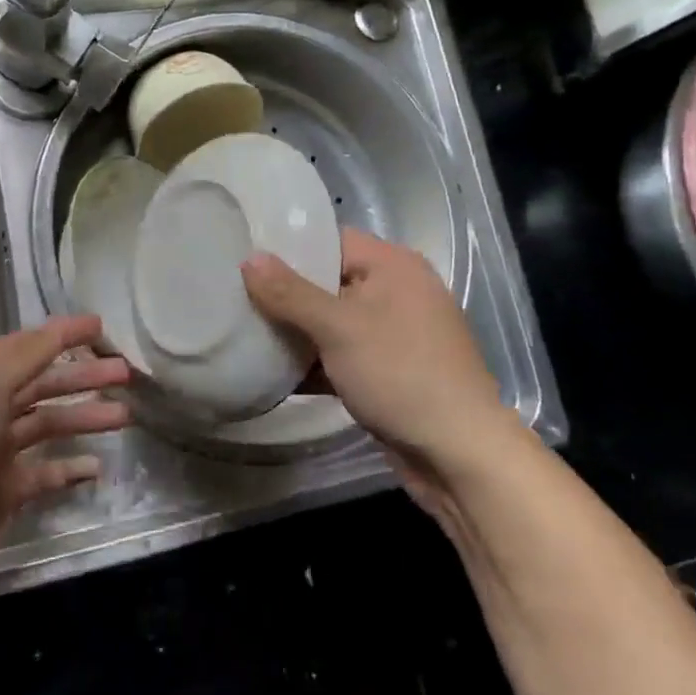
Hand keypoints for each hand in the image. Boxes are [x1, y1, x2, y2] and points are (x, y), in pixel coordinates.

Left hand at [0, 316, 130, 618]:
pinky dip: (70, 469)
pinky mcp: (1, 494)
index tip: (101, 326)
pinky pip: (44, 474)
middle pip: (44, 385)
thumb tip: (60, 328)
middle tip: (126, 373)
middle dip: (83, 376)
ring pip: (50, 426)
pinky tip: (97, 467)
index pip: (27, 347)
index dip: (62, 334)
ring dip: (85, 418)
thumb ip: (25, 358)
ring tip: (124, 416)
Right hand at [241, 228, 508, 466]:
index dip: (288, 248)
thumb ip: (290, 293)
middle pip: (328, 281)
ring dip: (296, 332)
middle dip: (285, 294)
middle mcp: (396, 291)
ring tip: (244, 332)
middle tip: (236, 297)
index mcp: (392, 265)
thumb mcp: (338, 328)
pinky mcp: (389, 371)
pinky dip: (314, 362)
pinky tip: (272, 373)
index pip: (330, 240)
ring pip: (333, 322)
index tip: (243, 257)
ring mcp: (394, 334)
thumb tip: (249, 258)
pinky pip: (342, 355)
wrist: (459, 454)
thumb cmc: (399, 373)